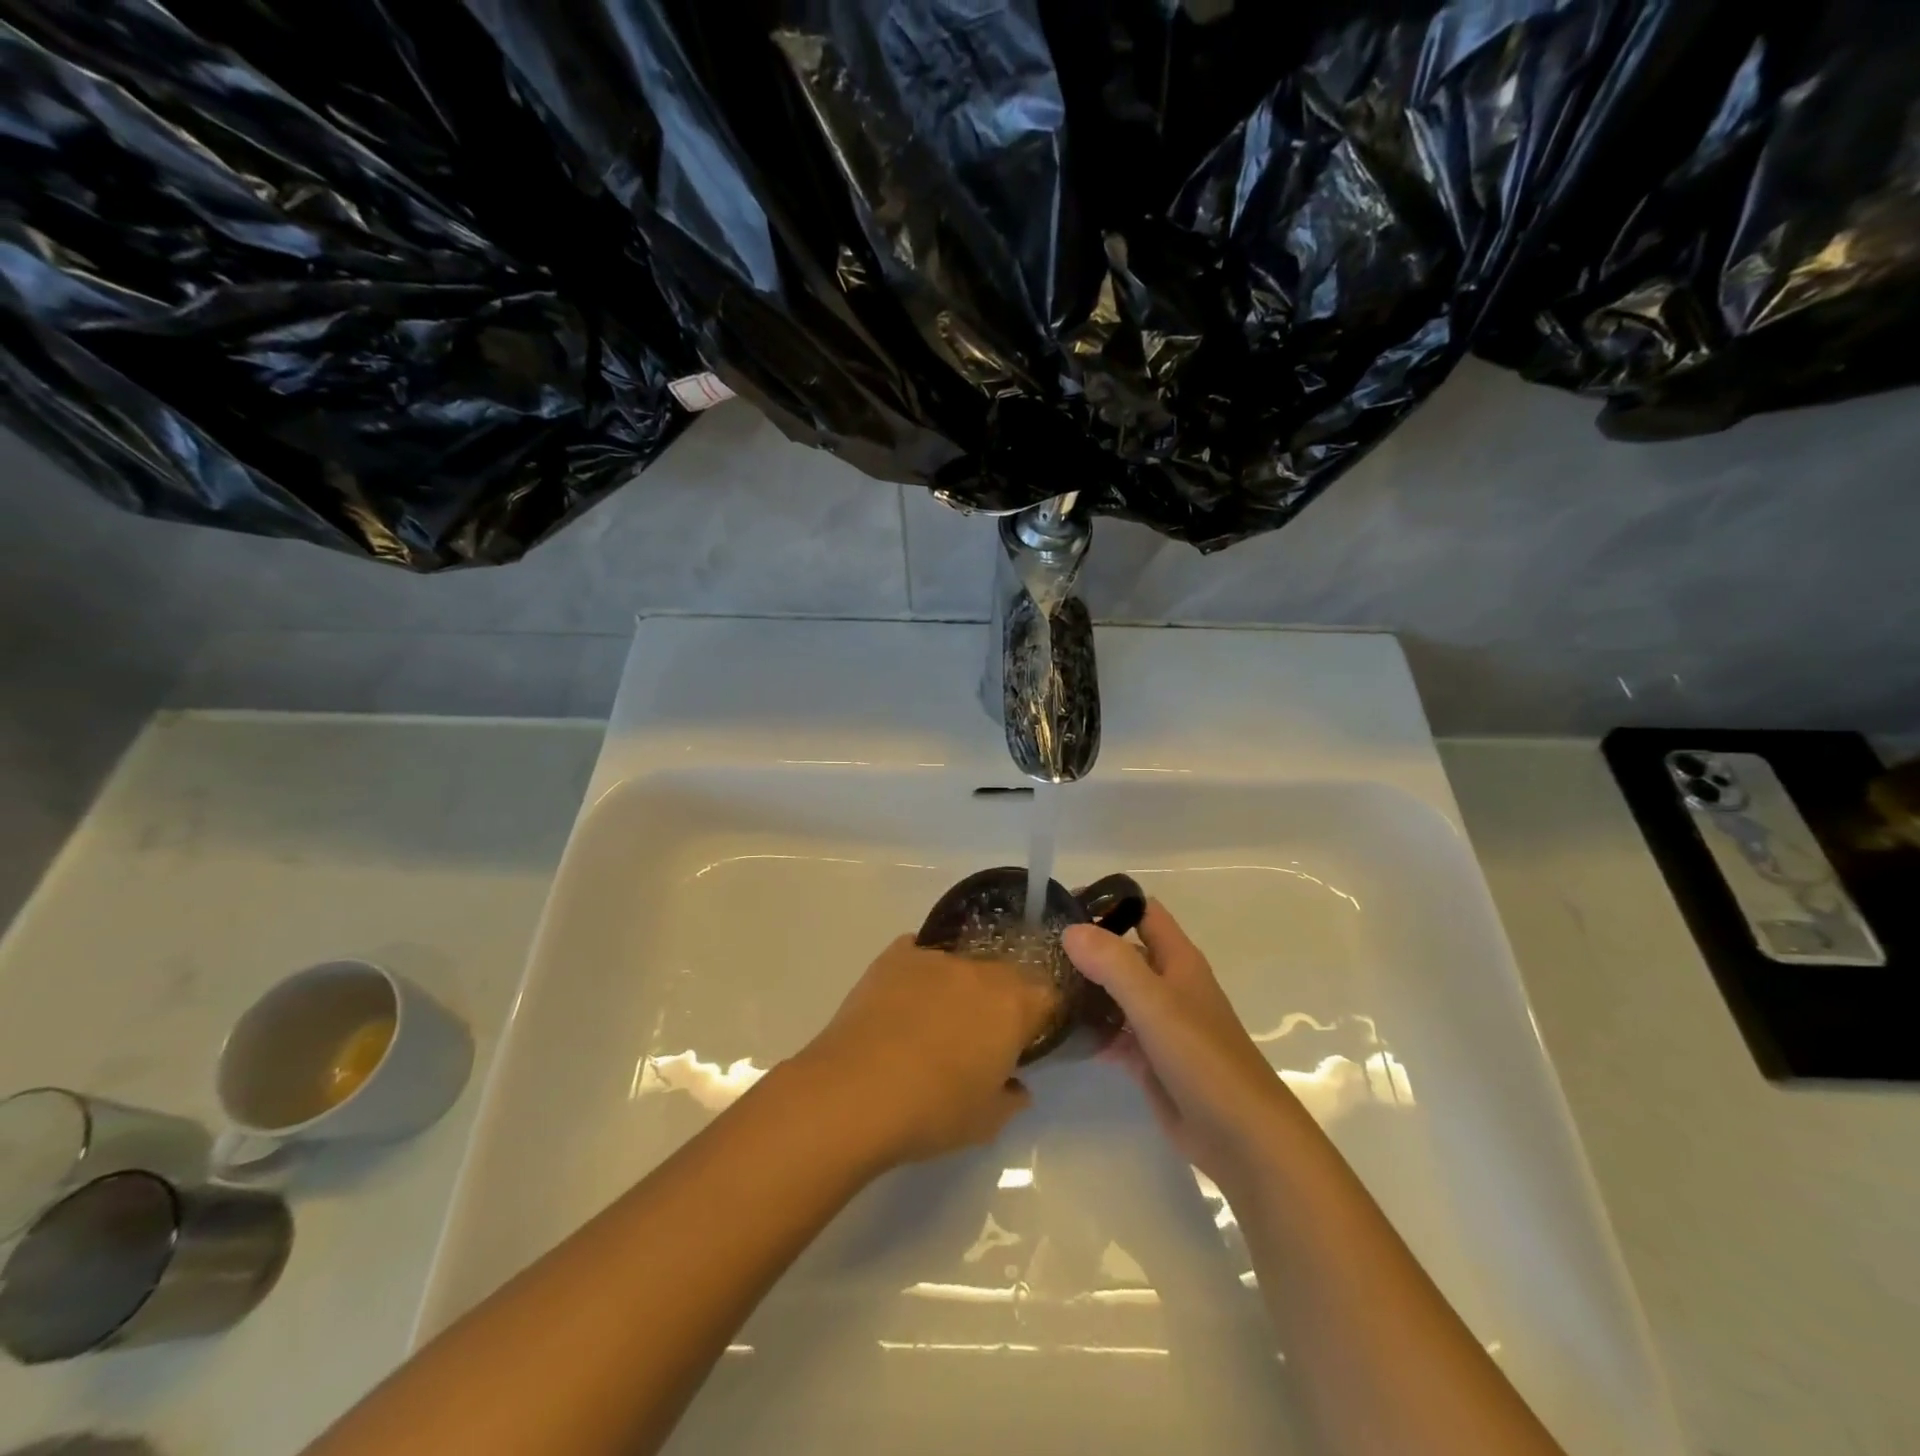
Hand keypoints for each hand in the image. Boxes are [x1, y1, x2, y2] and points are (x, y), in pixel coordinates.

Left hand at [792, 936, 1055, 1168]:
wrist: (854, 1092)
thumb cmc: (932, 1111)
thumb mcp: (985, 1122)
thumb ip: (1010, 1098)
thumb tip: (1016, 1086)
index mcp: (1012, 1006)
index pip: (1047, 995)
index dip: (1040, 1017)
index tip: (1026, 1041)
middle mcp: (979, 971)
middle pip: (1004, 975)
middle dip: (1000, 1000)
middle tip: (981, 1035)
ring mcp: (934, 958)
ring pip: (961, 965)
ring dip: (959, 987)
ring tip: (934, 1022)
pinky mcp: (894, 957)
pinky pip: (918, 955)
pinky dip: (919, 973)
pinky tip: (903, 1001)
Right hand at [1063, 902, 1296, 1192]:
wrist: (1242, 1138)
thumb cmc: (1203, 1059)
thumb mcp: (1156, 1003)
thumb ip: (1114, 963)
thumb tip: (1070, 930)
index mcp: (1177, 960)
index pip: (1142, 912)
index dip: (1107, 901)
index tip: (1062, 906)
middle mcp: (1168, 985)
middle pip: (1123, 952)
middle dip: (1086, 947)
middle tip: (1037, 949)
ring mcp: (1159, 1024)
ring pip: (1115, 993)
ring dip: (1084, 988)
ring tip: (1038, 986)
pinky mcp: (1150, 1060)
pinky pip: (1113, 1034)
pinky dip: (1090, 1029)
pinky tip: (1058, 1032)